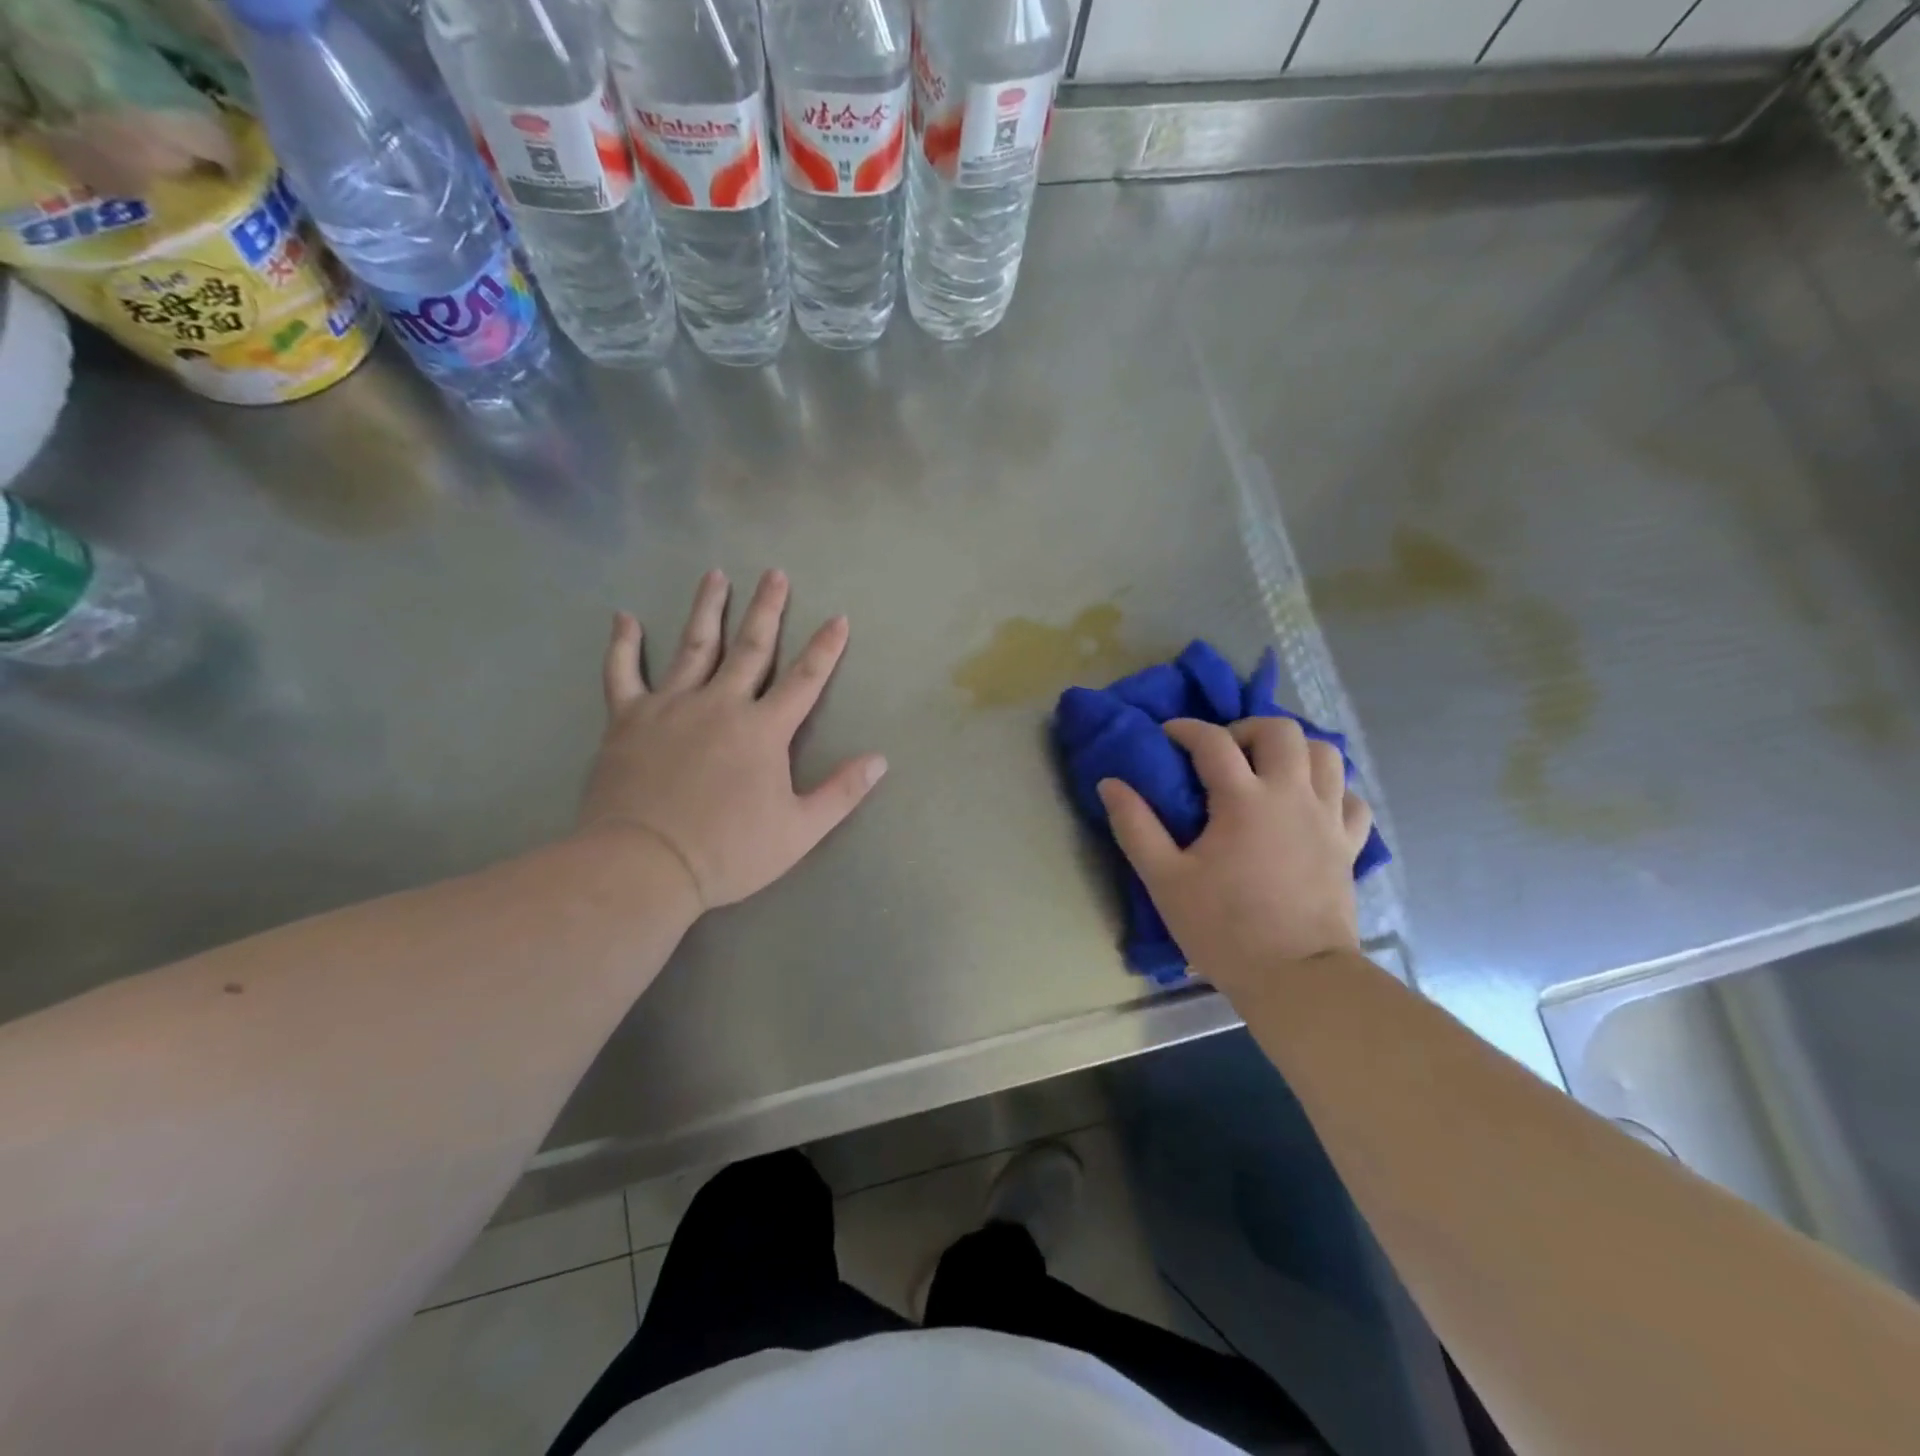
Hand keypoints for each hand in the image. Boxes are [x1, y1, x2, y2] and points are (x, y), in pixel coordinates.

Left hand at [579, 569, 887, 912]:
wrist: (644, 864)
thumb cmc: (728, 851)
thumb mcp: (799, 830)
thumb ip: (840, 792)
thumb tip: (880, 760)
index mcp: (763, 729)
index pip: (804, 679)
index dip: (825, 648)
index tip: (838, 618)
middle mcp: (720, 704)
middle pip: (750, 647)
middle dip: (767, 609)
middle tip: (774, 573)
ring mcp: (671, 706)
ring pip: (693, 646)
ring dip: (707, 609)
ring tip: (715, 575)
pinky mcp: (628, 718)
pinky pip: (622, 673)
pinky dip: (622, 644)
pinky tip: (624, 617)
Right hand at [1098, 718, 1373, 1000]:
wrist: (1296, 978)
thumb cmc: (1224, 928)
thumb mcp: (1164, 879)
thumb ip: (1135, 825)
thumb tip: (1110, 783)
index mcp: (1244, 800)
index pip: (1213, 741)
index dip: (1186, 729)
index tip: (1167, 735)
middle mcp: (1292, 795)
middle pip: (1281, 730)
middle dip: (1248, 728)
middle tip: (1225, 752)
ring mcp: (1328, 819)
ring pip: (1326, 754)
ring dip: (1295, 750)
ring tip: (1268, 769)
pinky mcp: (1349, 845)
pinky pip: (1352, 799)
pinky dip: (1332, 790)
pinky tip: (1310, 805)